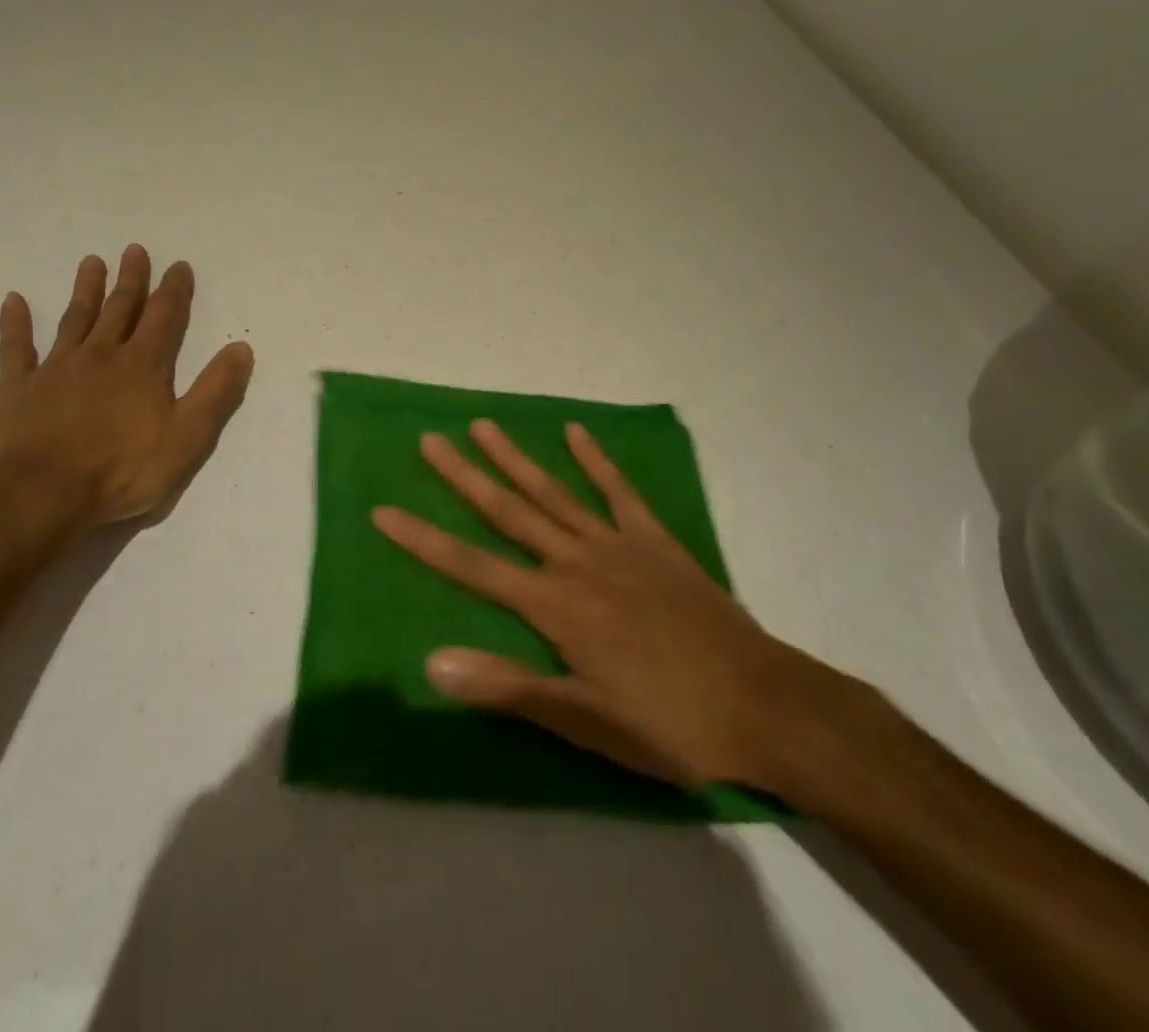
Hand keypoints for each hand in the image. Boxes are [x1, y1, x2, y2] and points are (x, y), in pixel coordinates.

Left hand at [0, 244, 253, 541]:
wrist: (42, 495)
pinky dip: (15, 324)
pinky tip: (13, 300)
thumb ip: (215, 392)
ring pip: (75, 319)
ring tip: (92, 262)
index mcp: (142, 366)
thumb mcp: (187, 437)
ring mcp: (56, 369)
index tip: (179, 265)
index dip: (175, 290)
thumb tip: (241, 348)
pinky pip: (16, 348)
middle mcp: (100, 355)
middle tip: (134, 250)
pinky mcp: (19, 388)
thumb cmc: (122, 470)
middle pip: (120, 309)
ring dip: (85, 290)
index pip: (164, 317)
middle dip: (131, 280)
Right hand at [373, 420, 851, 793]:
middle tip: (429, 440)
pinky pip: (620, 492)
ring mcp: (618, 545)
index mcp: (556, 607)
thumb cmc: (670, 723)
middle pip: (509, 512)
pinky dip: (596, 460)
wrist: (763, 705)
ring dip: (515, 458)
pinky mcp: (655, 541)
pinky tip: (576, 432)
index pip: (472, 567)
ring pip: (555, 492)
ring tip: (482, 425)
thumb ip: (508, 687)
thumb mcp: (585, 722)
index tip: (384, 510)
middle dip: (463, 476)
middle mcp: (577, 563)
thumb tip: (432, 661)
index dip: (424, 539)